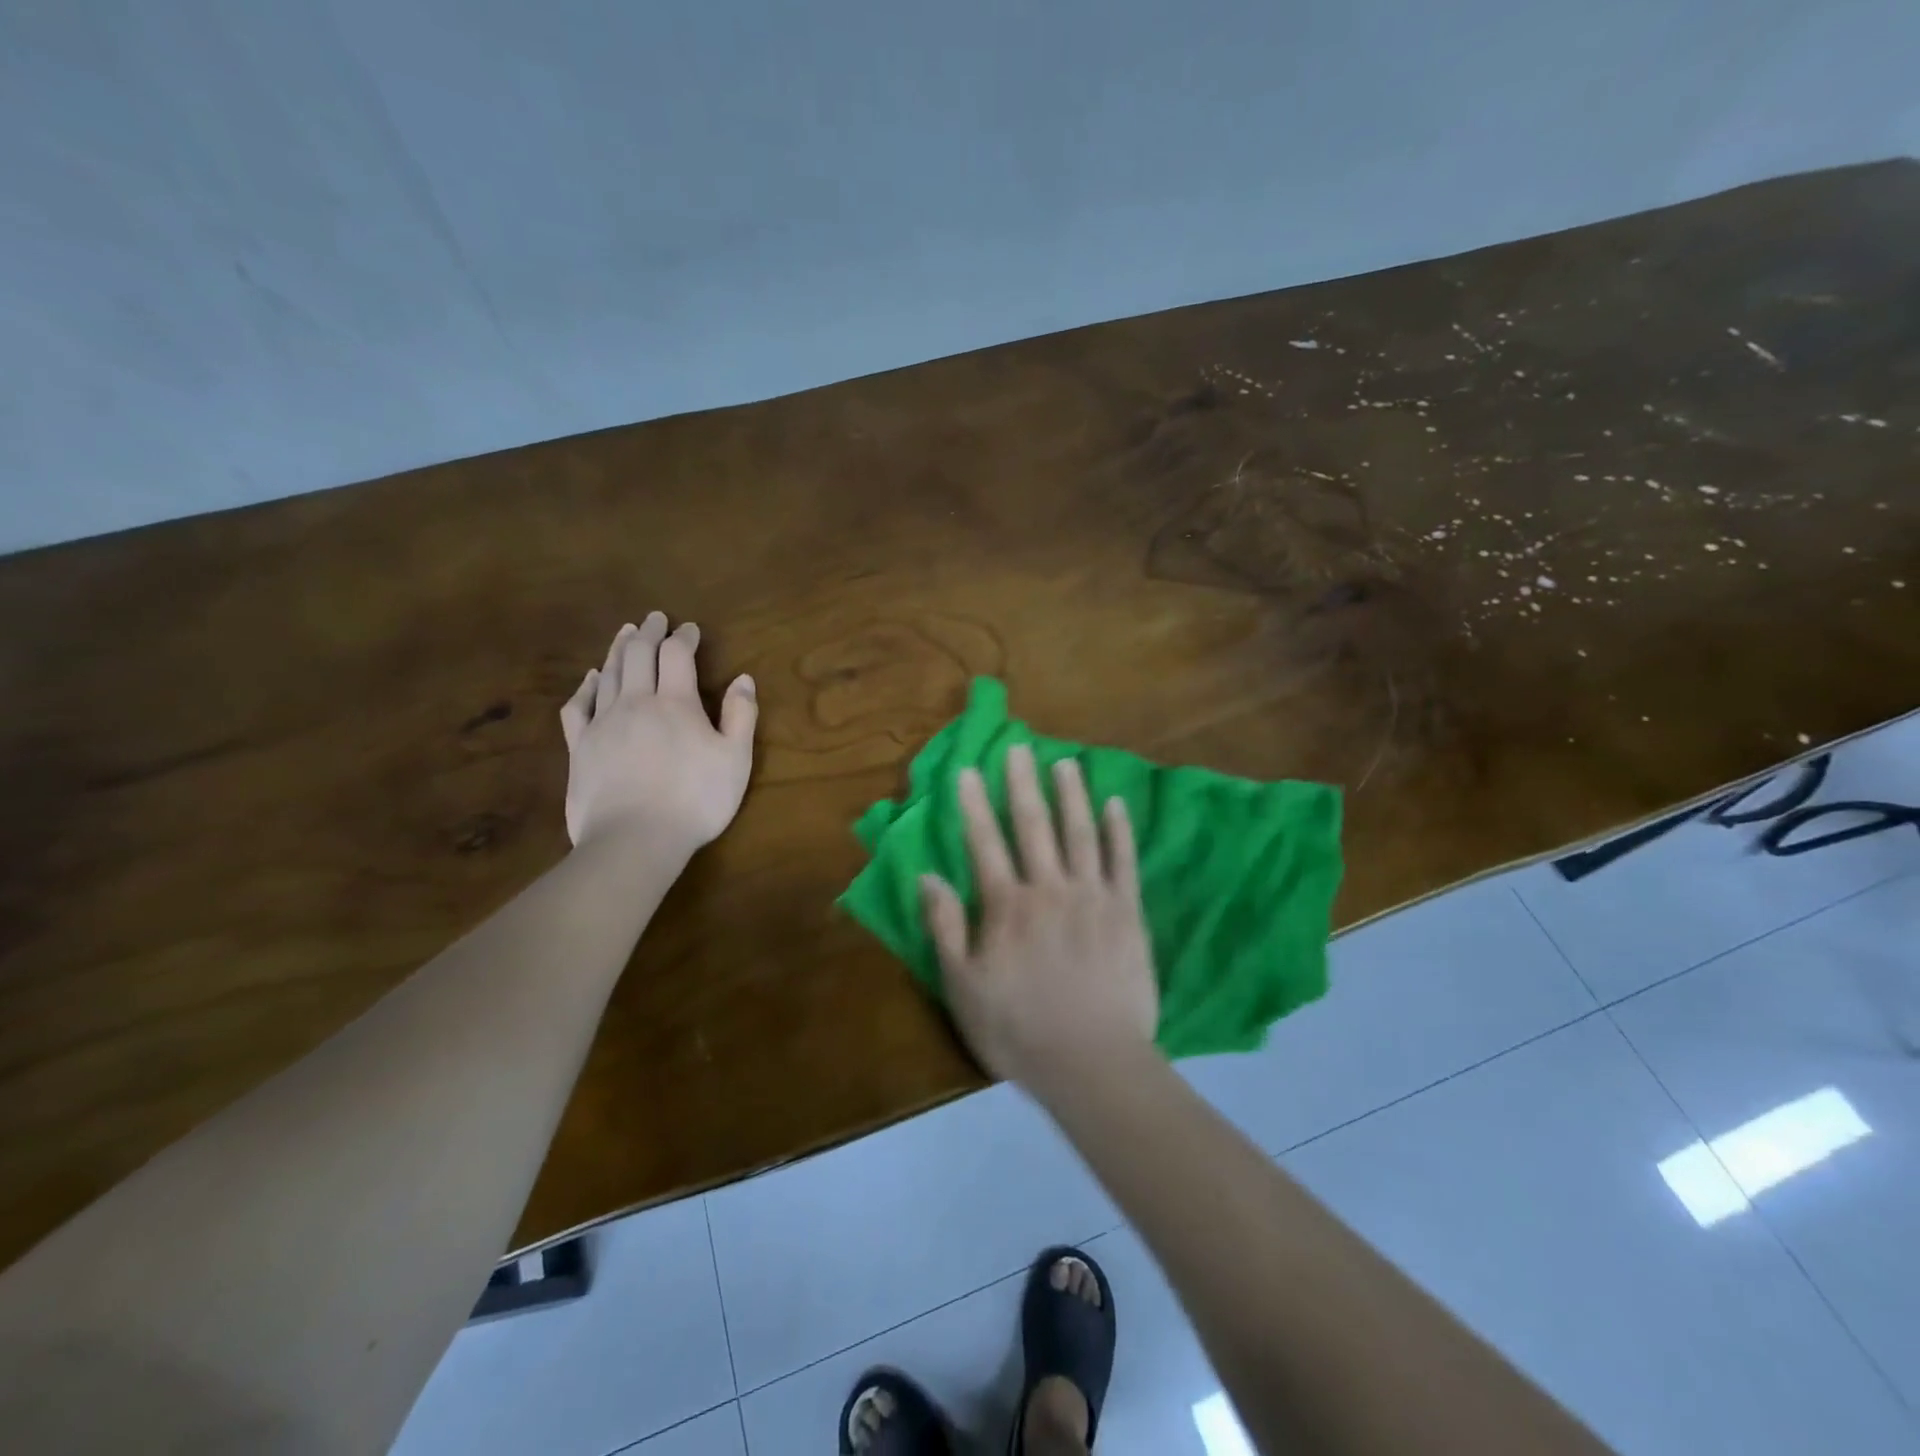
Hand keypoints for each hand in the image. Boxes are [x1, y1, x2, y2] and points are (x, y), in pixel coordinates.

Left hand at [559, 613, 757, 853]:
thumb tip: (744, 679)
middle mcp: (635, 702)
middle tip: (655, 618)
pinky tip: (591, 678)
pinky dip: (585, 686)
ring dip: (619, 648)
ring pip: (608, 673)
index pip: (677, 655)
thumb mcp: (735, 760)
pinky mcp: (579, 746)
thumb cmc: (695, 800)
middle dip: (649, 632)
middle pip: (638, 654)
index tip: (690, 629)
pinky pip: (578, 706)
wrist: (634, 839)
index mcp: (675, 703)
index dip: (683, 637)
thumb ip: (741, 716)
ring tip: (626, 633)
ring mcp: (602, 723)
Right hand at [921, 744, 1158, 1093]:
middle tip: (1019, 746)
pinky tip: (1115, 803)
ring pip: (1079, 833)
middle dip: (1022, 783)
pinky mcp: (1127, 912)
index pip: (985, 843)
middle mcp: (1048, 888)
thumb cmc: (1019, 1030)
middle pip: (1033, 826)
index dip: (974, 805)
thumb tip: (926, 875)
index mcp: (1007, 906)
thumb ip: (945, 927)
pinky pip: (1122, 862)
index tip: (968, 770)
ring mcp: (1092, 897)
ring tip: (1065, 762)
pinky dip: (1118, 830)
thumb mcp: (963, 986)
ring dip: (1071, 794)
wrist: (1093, 1064)